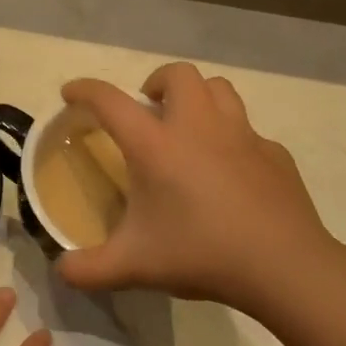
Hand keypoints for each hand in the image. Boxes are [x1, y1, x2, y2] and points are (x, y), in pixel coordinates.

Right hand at [55, 62, 342, 313]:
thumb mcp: (133, 267)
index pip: (110, 101)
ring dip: (198, 97)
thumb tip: (61, 271)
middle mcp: (198, 127)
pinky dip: (232, 138)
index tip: (71, 93)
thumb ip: (88, 269)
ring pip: (219, 89)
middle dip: (156, 82)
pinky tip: (230, 171)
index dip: (84, 90)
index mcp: (156, 146)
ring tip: (188, 127)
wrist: (283, 265)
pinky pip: (248, 130)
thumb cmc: (201, 254)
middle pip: (177, 74)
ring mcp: (242, 135)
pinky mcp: (274, 153)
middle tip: (147, 111)